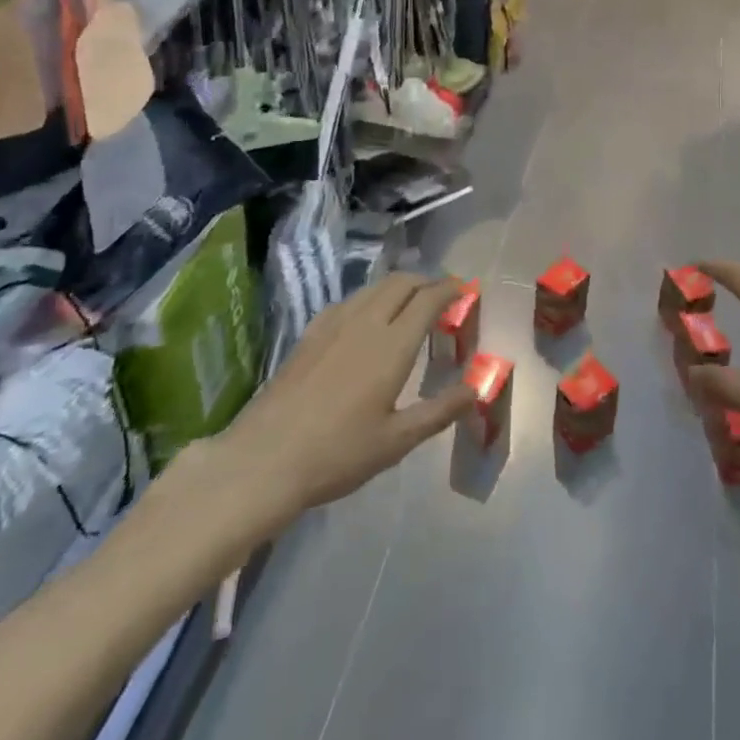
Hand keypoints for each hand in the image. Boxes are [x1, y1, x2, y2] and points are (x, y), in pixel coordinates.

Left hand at [198, 274, 475, 527]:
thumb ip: (439, 411)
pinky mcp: (310, 333)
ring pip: (374, 287)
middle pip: (402, 282)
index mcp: (392, 345)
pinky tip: (367, 320)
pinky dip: (371, 298)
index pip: (429, 299)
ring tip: (410, 304)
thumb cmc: (337, 454)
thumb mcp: (396, 441)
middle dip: (427, 281)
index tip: (465, 291)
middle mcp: (366, 322)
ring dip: (399, 286)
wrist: (264, 459)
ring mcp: (334, 323)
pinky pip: (350, 300)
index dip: (451, 289)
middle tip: (442, 296)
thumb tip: (475, 388)